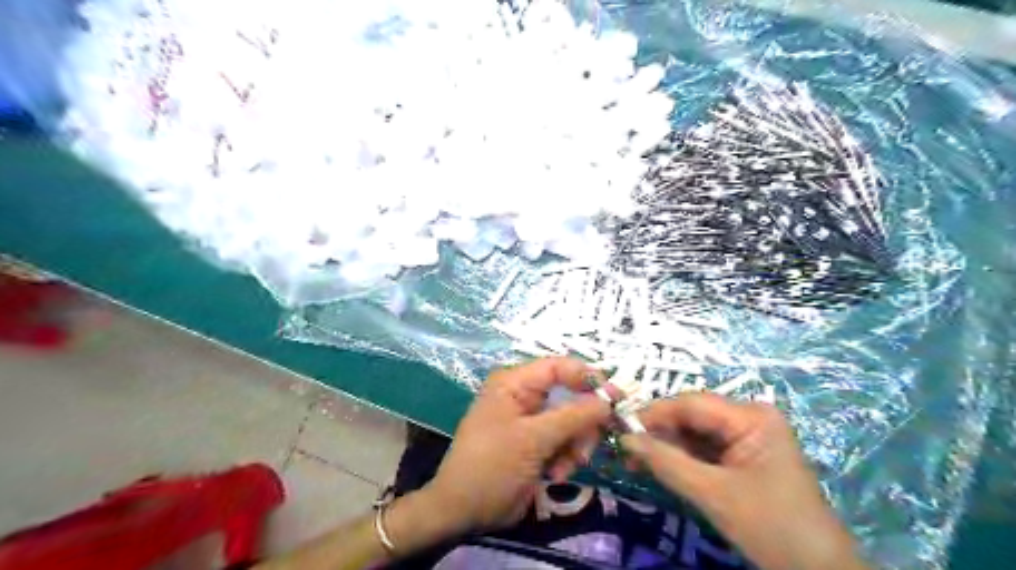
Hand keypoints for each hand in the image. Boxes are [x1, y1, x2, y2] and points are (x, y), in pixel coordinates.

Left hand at [415, 360, 605, 533]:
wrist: (464, 511)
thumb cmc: (492, 465)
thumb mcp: (533, 439)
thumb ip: (573, 417)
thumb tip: (609, 400)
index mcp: (514, 383)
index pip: (558, 367)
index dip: (587, 377)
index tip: (615, 397)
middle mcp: (524, 396)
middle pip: (570, 396)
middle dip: (582, 423)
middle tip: (589, 444)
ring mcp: (531, 421)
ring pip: (572, 422)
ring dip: (576, 445)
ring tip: (566, 466)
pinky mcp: (536, 444)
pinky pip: (565, 441)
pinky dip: (567, 457)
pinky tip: (556, 474)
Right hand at [624, 393, 868, 569]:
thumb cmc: (771, 526)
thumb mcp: (714, 494)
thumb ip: (667, 462)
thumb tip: (625, 438)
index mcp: (751, 416)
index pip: (691, 404)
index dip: (654, 414)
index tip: (621, 428)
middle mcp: (748, 419)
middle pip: (692, 417)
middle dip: (659, 433)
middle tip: (625, 450)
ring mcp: (746, 438)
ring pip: (694, 434)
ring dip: (666, 447)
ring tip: (635, 462)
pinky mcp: (742, 458)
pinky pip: (703, 450)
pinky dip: (680, 459)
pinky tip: (658, 468)